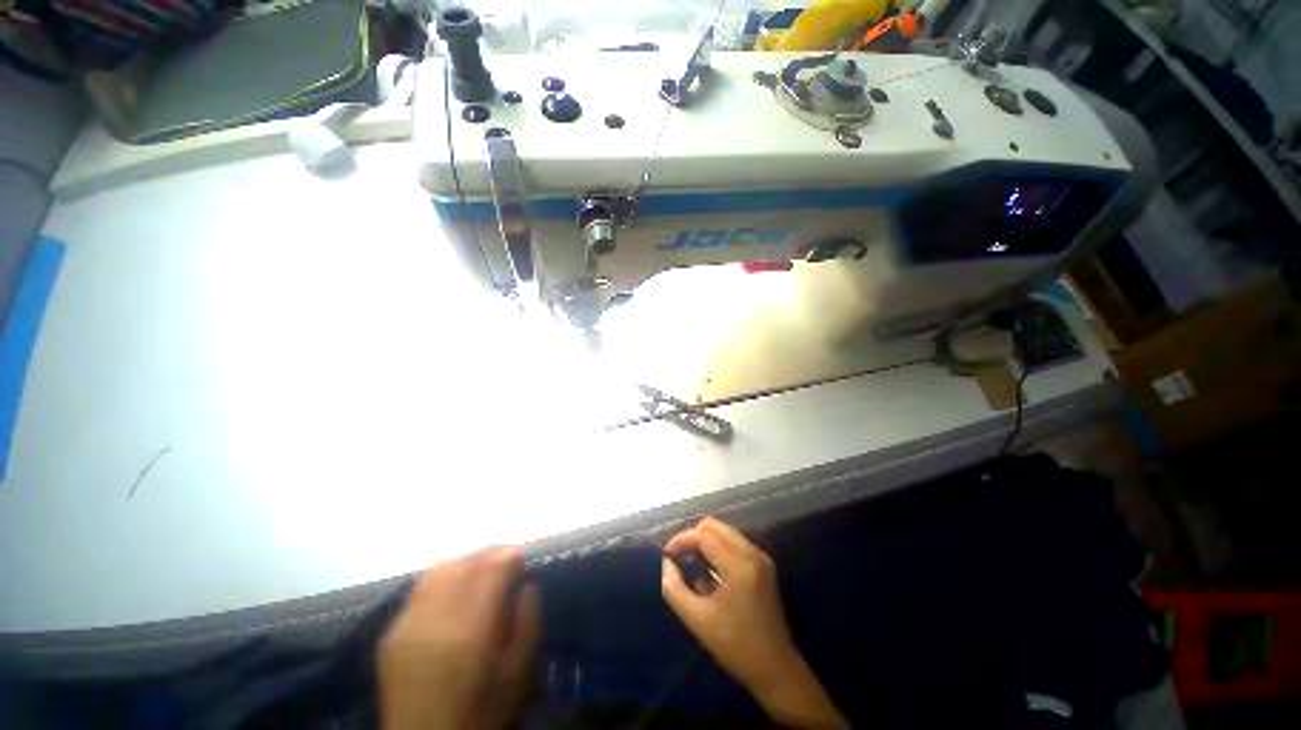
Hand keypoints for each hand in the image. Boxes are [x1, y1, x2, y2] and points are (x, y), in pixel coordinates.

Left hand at [378, 547, 539, 729]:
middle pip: (465, 563)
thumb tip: (527, 585)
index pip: (492, 570)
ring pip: (439, 570)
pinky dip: (442, 577)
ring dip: (466, 560)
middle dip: (491, 552)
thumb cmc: (480, 712)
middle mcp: (436, 619)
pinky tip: (453, 586)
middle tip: (507, 555)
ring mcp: (408, 625)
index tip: (524, 556)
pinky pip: (420, 589)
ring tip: (482, 564)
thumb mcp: (519, 673)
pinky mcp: (391, 634)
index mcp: (472, 630)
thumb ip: (528, 623)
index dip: (511, 555)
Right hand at [662, 517, 844, 728]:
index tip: (667, 555)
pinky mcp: (762, 563)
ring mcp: (760, 556)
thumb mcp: (697, 620)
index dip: (682, 539)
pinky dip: (716, 547)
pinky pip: (733, 542)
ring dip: (704, 541)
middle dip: (692, 536)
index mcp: (739, 565)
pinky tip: (708, 568)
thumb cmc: (735, 647)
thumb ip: (674, 589)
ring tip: (690, 562)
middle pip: (715, 526)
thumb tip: (667, 563)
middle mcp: (752, 553)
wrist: (776, 669)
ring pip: (724, 532)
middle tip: (678, 556)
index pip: (704, 535)